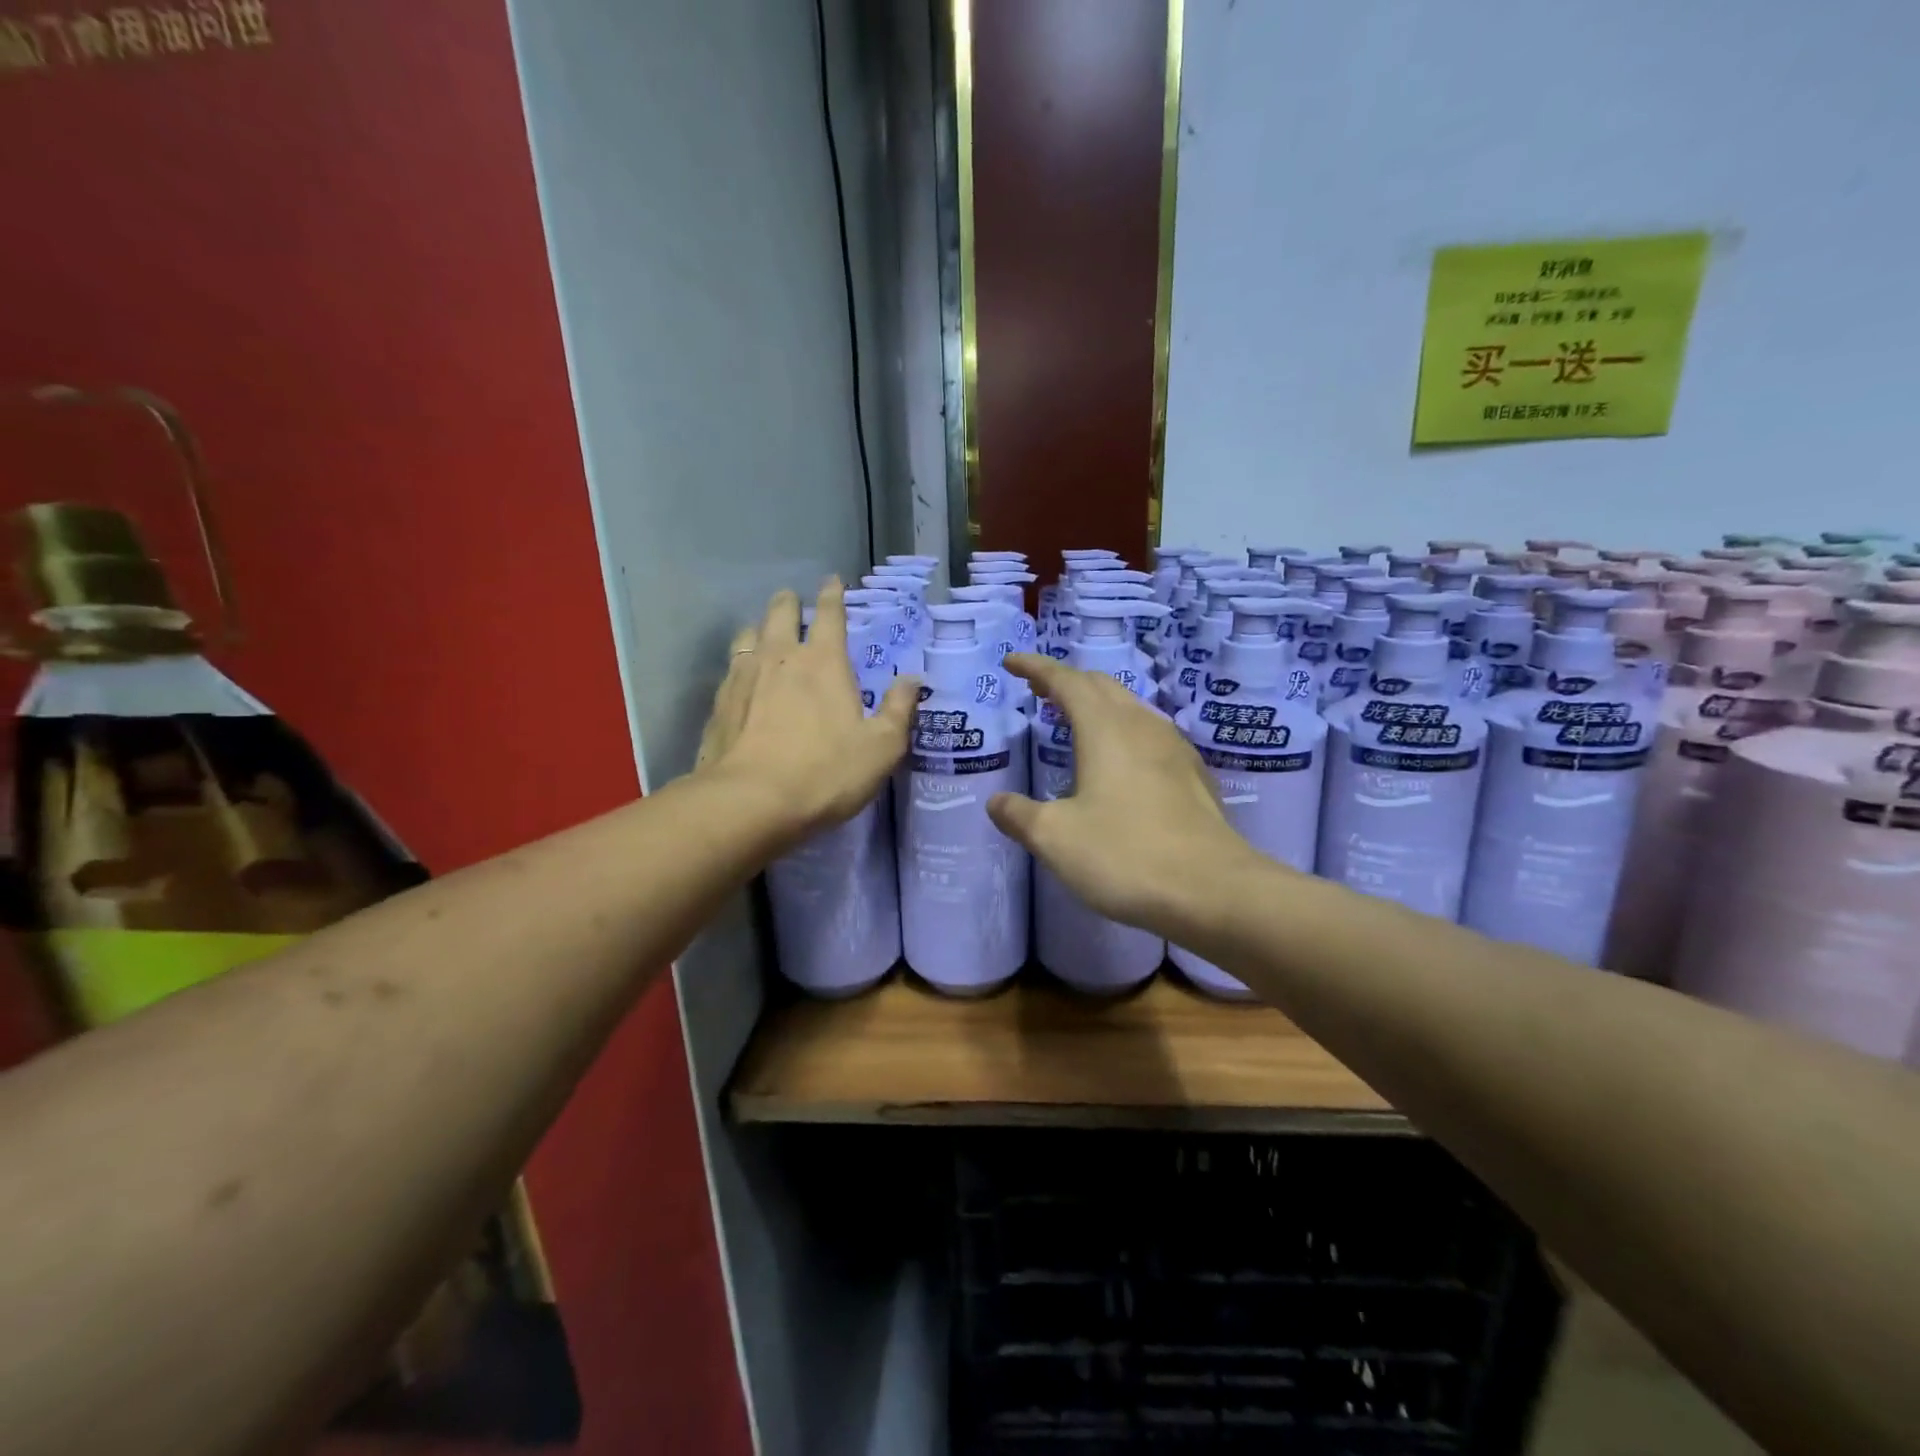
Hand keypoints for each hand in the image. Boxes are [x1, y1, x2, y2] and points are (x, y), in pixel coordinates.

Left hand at [698, 579, 919, 842]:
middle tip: (792, 599)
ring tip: (762, 633)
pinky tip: (741, 679)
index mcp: (824, 663)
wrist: (750, 802)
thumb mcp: (881, 747)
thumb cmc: (826, 772)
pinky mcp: (719, 705)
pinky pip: (730, 670)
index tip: (832, 581)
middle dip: (789, 603)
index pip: (830, 616)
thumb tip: (912, 680)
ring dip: (759, 629)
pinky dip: (739, 664)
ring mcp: (743, 678)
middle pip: (780, 614)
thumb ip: (898, 710)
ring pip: (747, 636)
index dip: (832, 595)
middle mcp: (780, 658)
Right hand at [987, 653, 1255, 934]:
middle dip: (1066, 682)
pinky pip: (1150, 734)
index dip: (1035, 667)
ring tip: (1075, 721)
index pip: (1065, 681)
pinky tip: (1121, 761)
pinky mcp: (1193, 775)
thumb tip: (997, 803)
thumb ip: (1019, 815)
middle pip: (1100, 686)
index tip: (1011, 662)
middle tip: (1038, 692)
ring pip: (1129, 708)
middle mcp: (1141, 726)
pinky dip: (1122, 731)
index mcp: (1104, 728)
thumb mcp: (1054, 838)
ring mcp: (1174, 748)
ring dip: (1097, 705)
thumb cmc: (1124, 855)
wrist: (1212, 890)